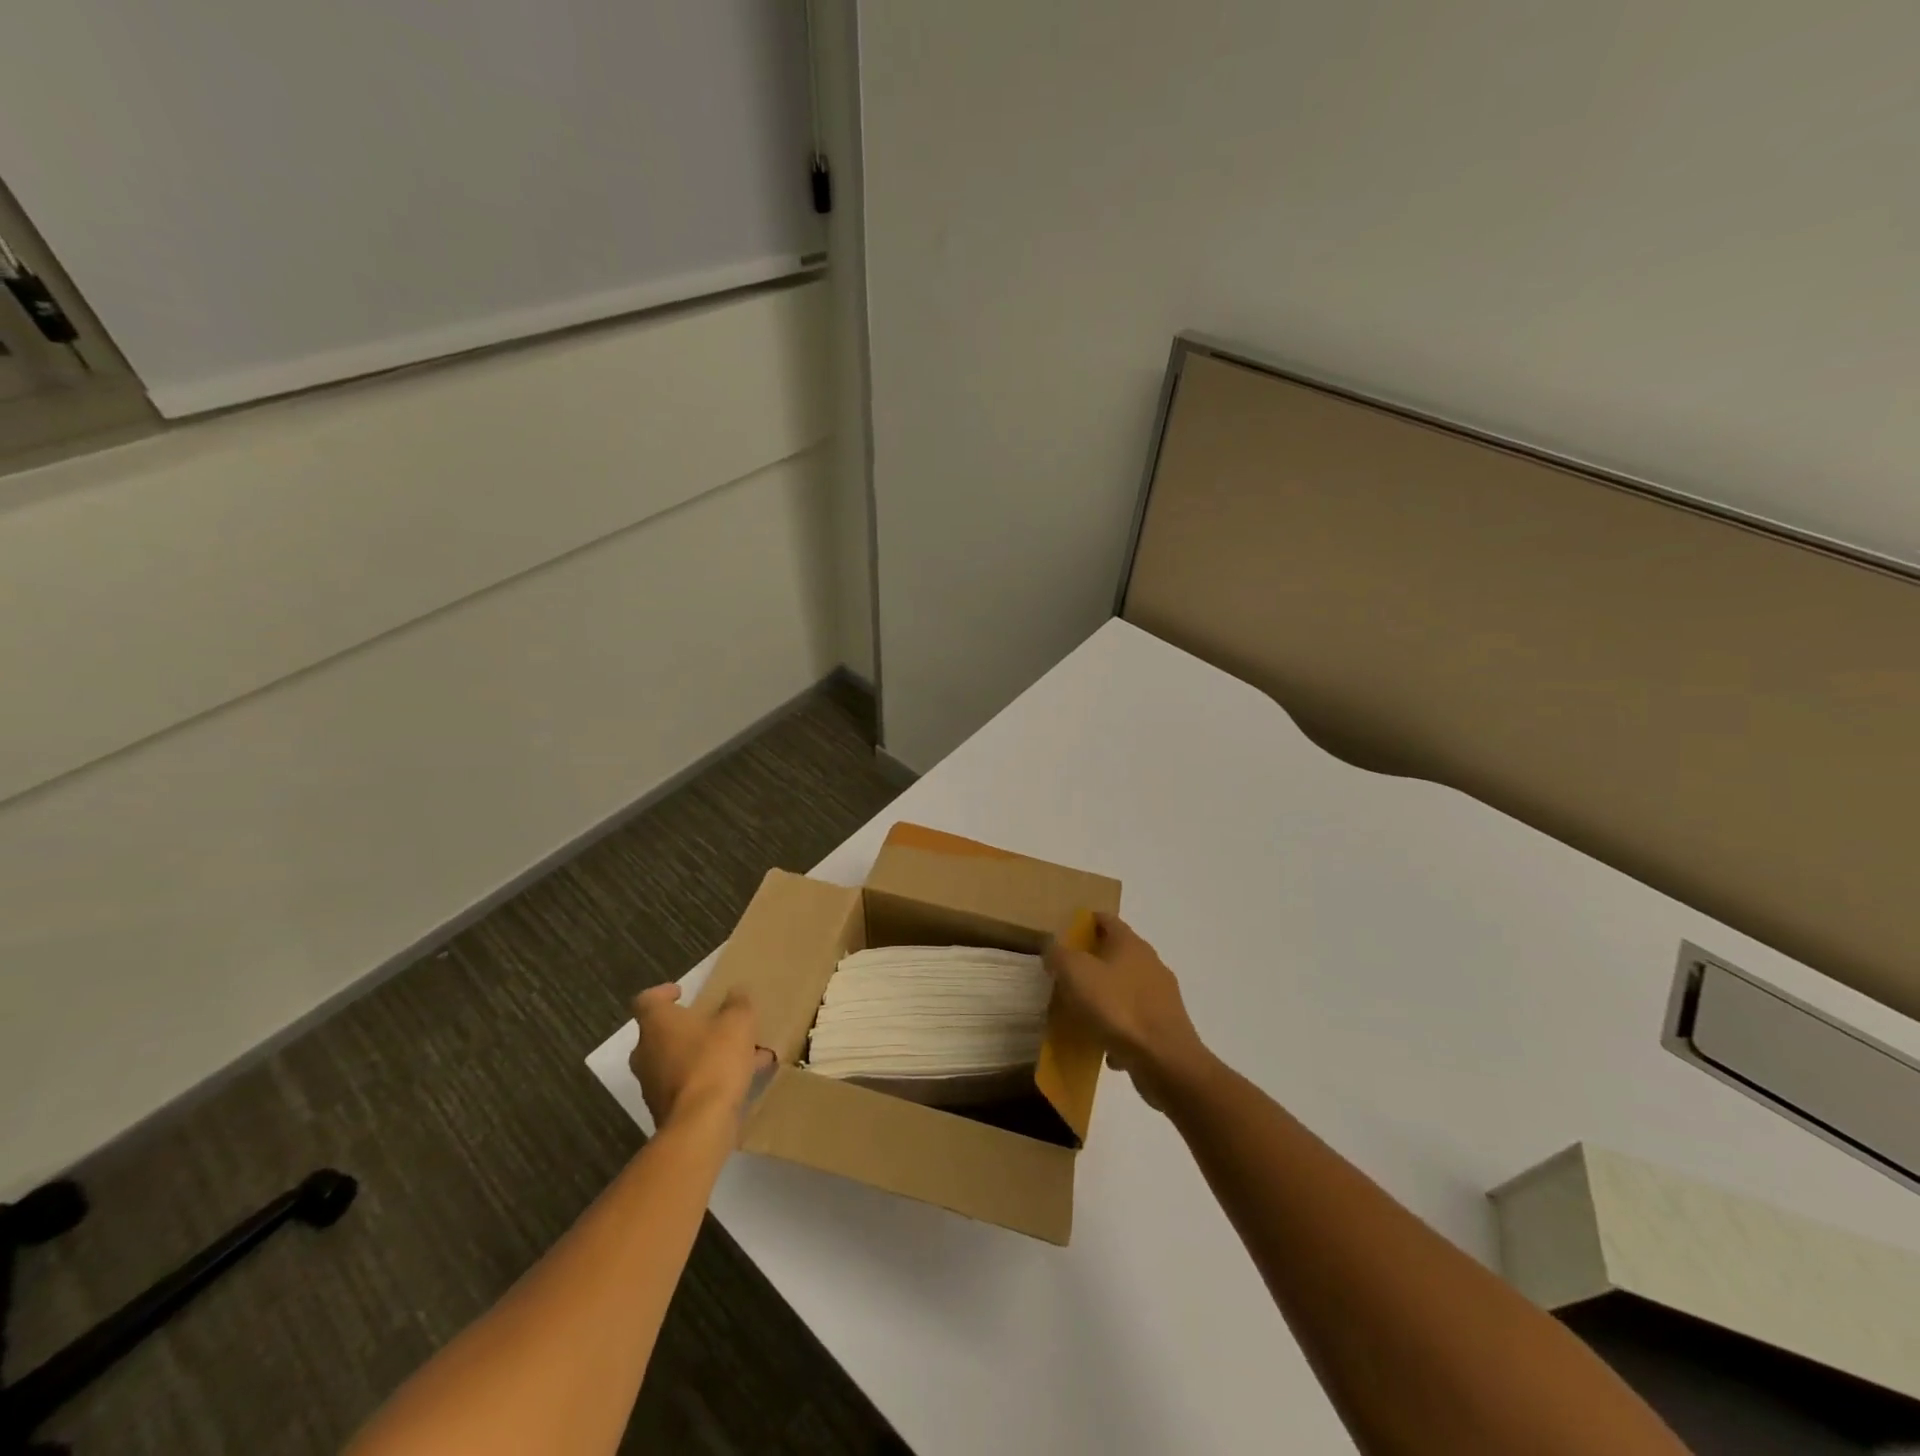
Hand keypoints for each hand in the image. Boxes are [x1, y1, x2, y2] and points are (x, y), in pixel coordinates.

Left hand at [628, 983, 771, 1134]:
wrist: (700, 1124)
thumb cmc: (714, 1060)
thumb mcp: (737, 1022)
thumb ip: (737, 1003)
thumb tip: (736, 992)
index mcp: (657, 1024)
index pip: (646, 1000)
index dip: (662, 993)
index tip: (682, 993)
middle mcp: (646, 1053)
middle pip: (661, 1033)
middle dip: (687, 1028)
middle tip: (713, 1023)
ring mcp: (652, 1085)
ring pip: (677, 1060)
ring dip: (702, 1054)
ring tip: (739, 1053)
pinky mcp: (665, 1111)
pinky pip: (687, 1085)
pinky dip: (708, 1078)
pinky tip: (742, 1078)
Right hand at [1044, 913, 1211, 1110]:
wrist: (1165, 1060)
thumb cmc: (1118, 1008)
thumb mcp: (1076, 974)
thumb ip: (1060, 955)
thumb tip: (1053, 946)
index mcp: (1130, 943)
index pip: (1106, 919)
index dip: (1084, 922)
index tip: (1064, 935)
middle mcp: (1150, 963)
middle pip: (1116, 954)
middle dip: (1091, 962)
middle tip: (1065, 975)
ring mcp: (1161, 995)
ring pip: (1125, 988)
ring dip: (1104, 997)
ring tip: (1081, 1014)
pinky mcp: (1166, 1025)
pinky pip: (1134, 1020)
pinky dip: (1118, 1028)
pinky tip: (1104, 1048)